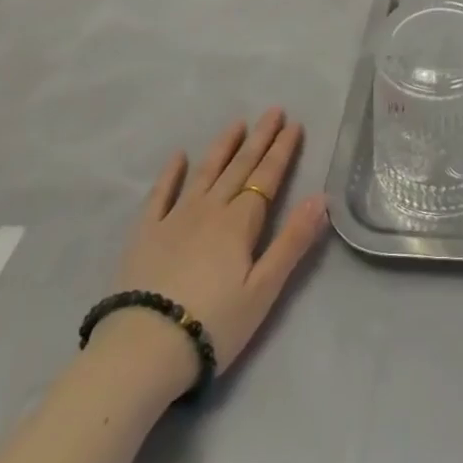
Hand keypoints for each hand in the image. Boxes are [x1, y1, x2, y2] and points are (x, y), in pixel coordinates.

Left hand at [92, 108, 328, 403]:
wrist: (141, 351)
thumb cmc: (213, 324)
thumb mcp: (264, 289)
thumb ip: (292, 241)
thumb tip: (321, 197)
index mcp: (241, 222)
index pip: (268, 177)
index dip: (282, 150)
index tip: (294, 124)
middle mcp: (210, 210)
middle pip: (240, 167)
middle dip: (259, 138)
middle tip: (273, 111)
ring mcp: (175, 219)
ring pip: (205, 173)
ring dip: (223, 147)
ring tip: (237, 124)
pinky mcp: (144, 235)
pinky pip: (159, 196)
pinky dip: (170, 174)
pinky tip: (178, 156)